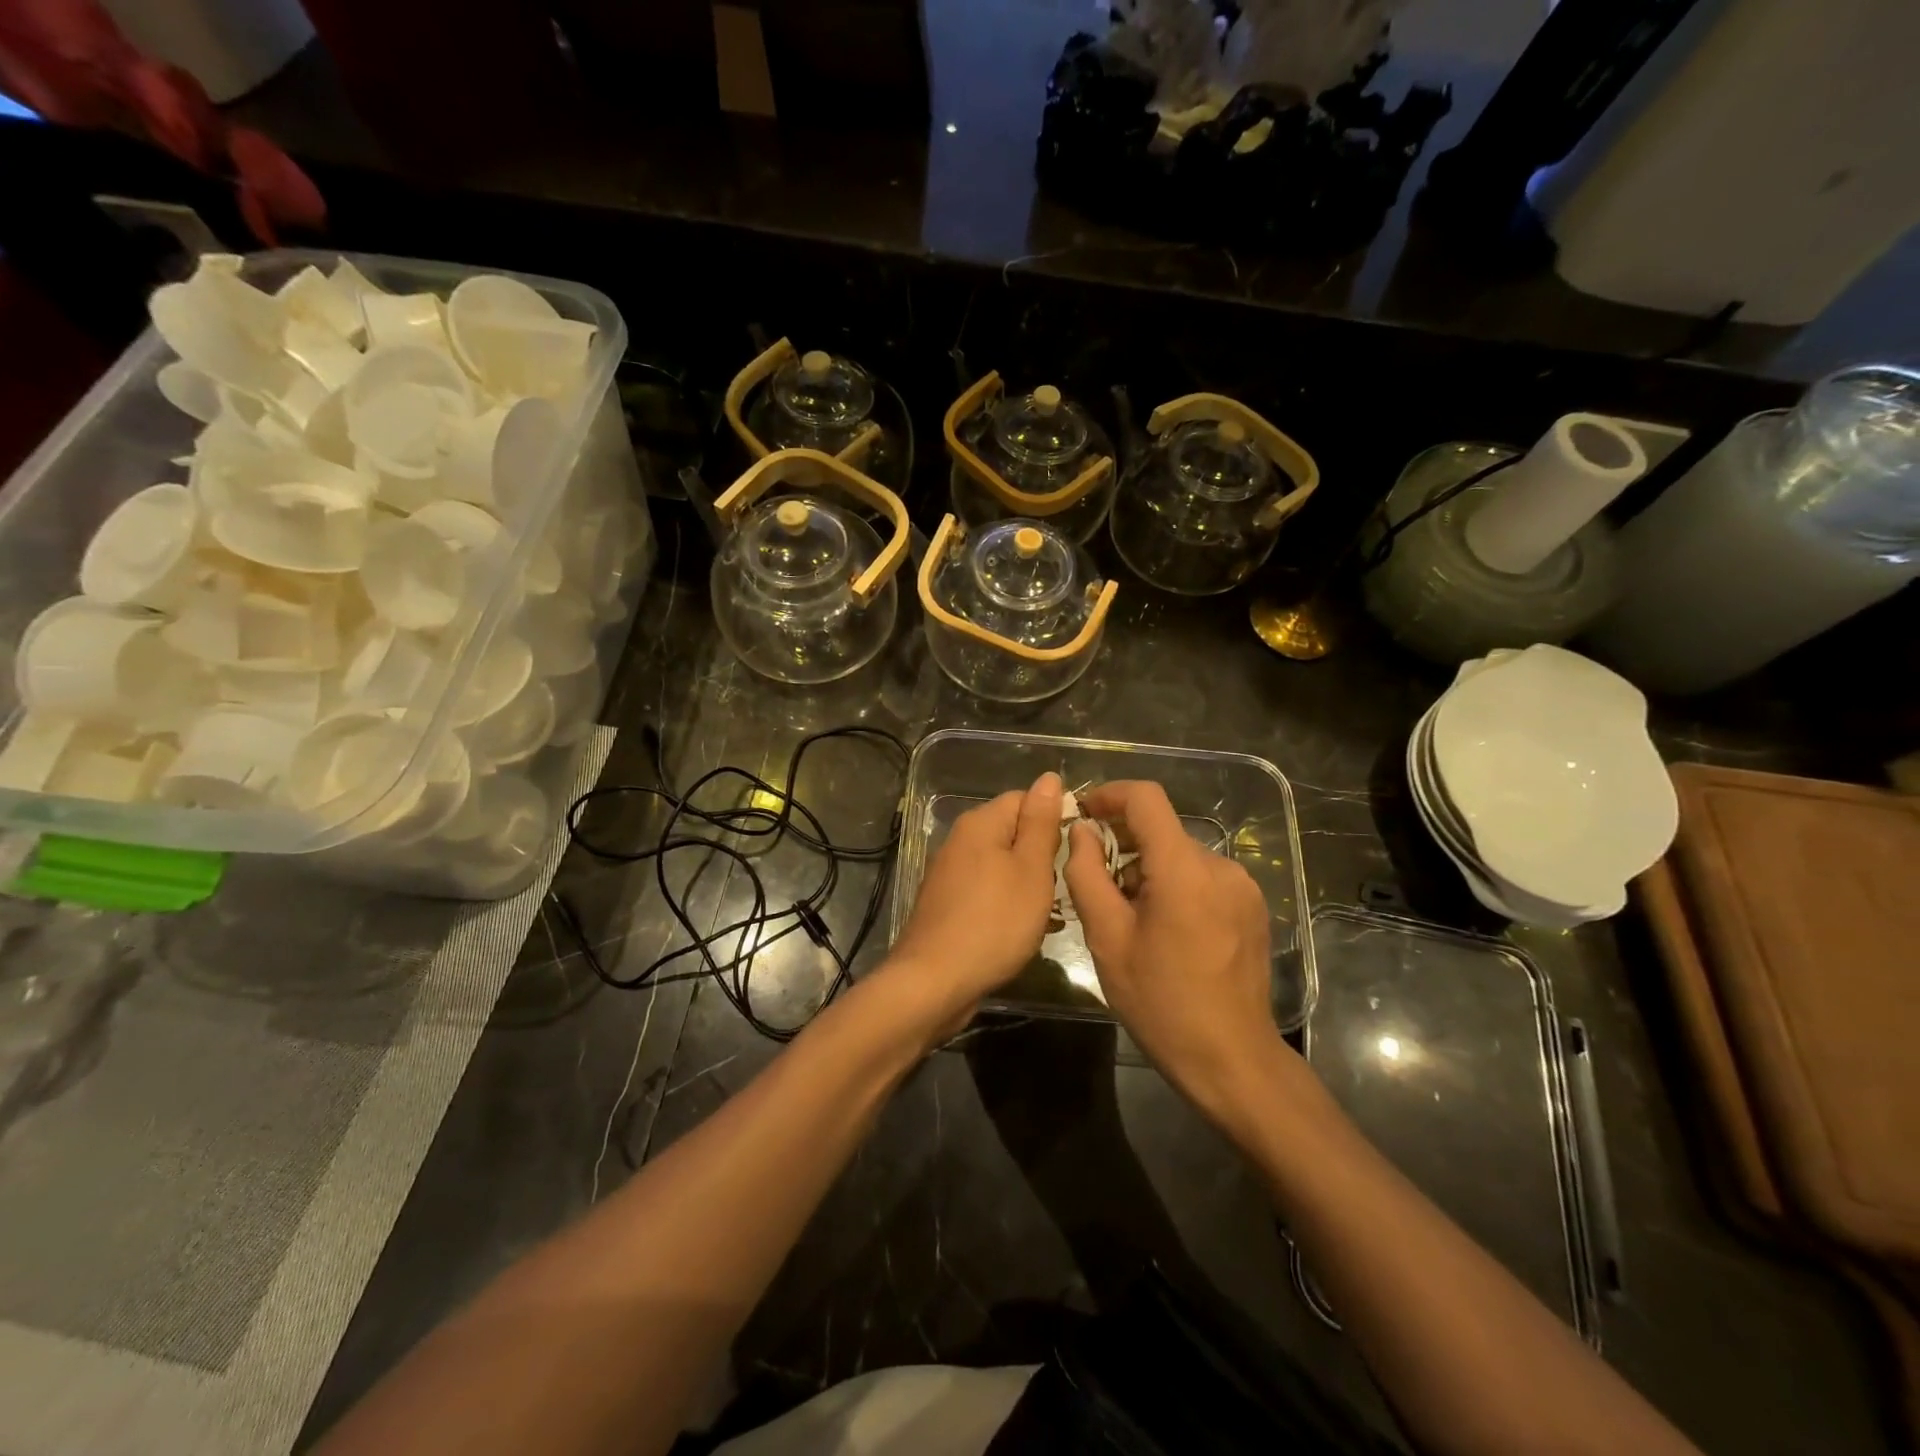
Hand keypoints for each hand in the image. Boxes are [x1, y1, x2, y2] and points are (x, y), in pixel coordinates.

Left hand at [886, 771, 1062, 1030]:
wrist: (934, 981)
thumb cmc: (994, 922)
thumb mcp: (1031, 869)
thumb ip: (1041, 823)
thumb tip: (1048, 777)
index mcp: (980, 823)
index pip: (1024, 798)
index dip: (1053, 818)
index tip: (1073, 851)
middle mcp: (960, 840)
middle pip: (1012, 832)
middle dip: (1041, 856)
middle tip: (1061, 886)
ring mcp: (949, 873)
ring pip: (1001, 865)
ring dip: (1026, 884)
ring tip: (1046, 913)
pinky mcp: (946, 903)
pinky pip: (986, 891)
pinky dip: (1006, 905)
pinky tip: (1019, 930)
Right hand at [1064, 780, 1289, 1113]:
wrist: (1231, 1059)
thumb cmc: (1160, 1001)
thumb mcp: (1107, 938)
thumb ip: (1087, 874)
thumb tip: (1082, 833)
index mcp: (1184, 869)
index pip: (1146, 798)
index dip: (1110, 795)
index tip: (1083, 813)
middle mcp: (1221, 866)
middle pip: (1162, 832)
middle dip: (1124, 846)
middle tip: (1097, 886)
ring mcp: (1242, 886)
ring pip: (1180, 857)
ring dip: (1149, 872)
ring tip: (1130, 919)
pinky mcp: (1252, 907)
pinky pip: (1203, 878)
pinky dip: (1175, 887)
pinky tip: (1165, 931)